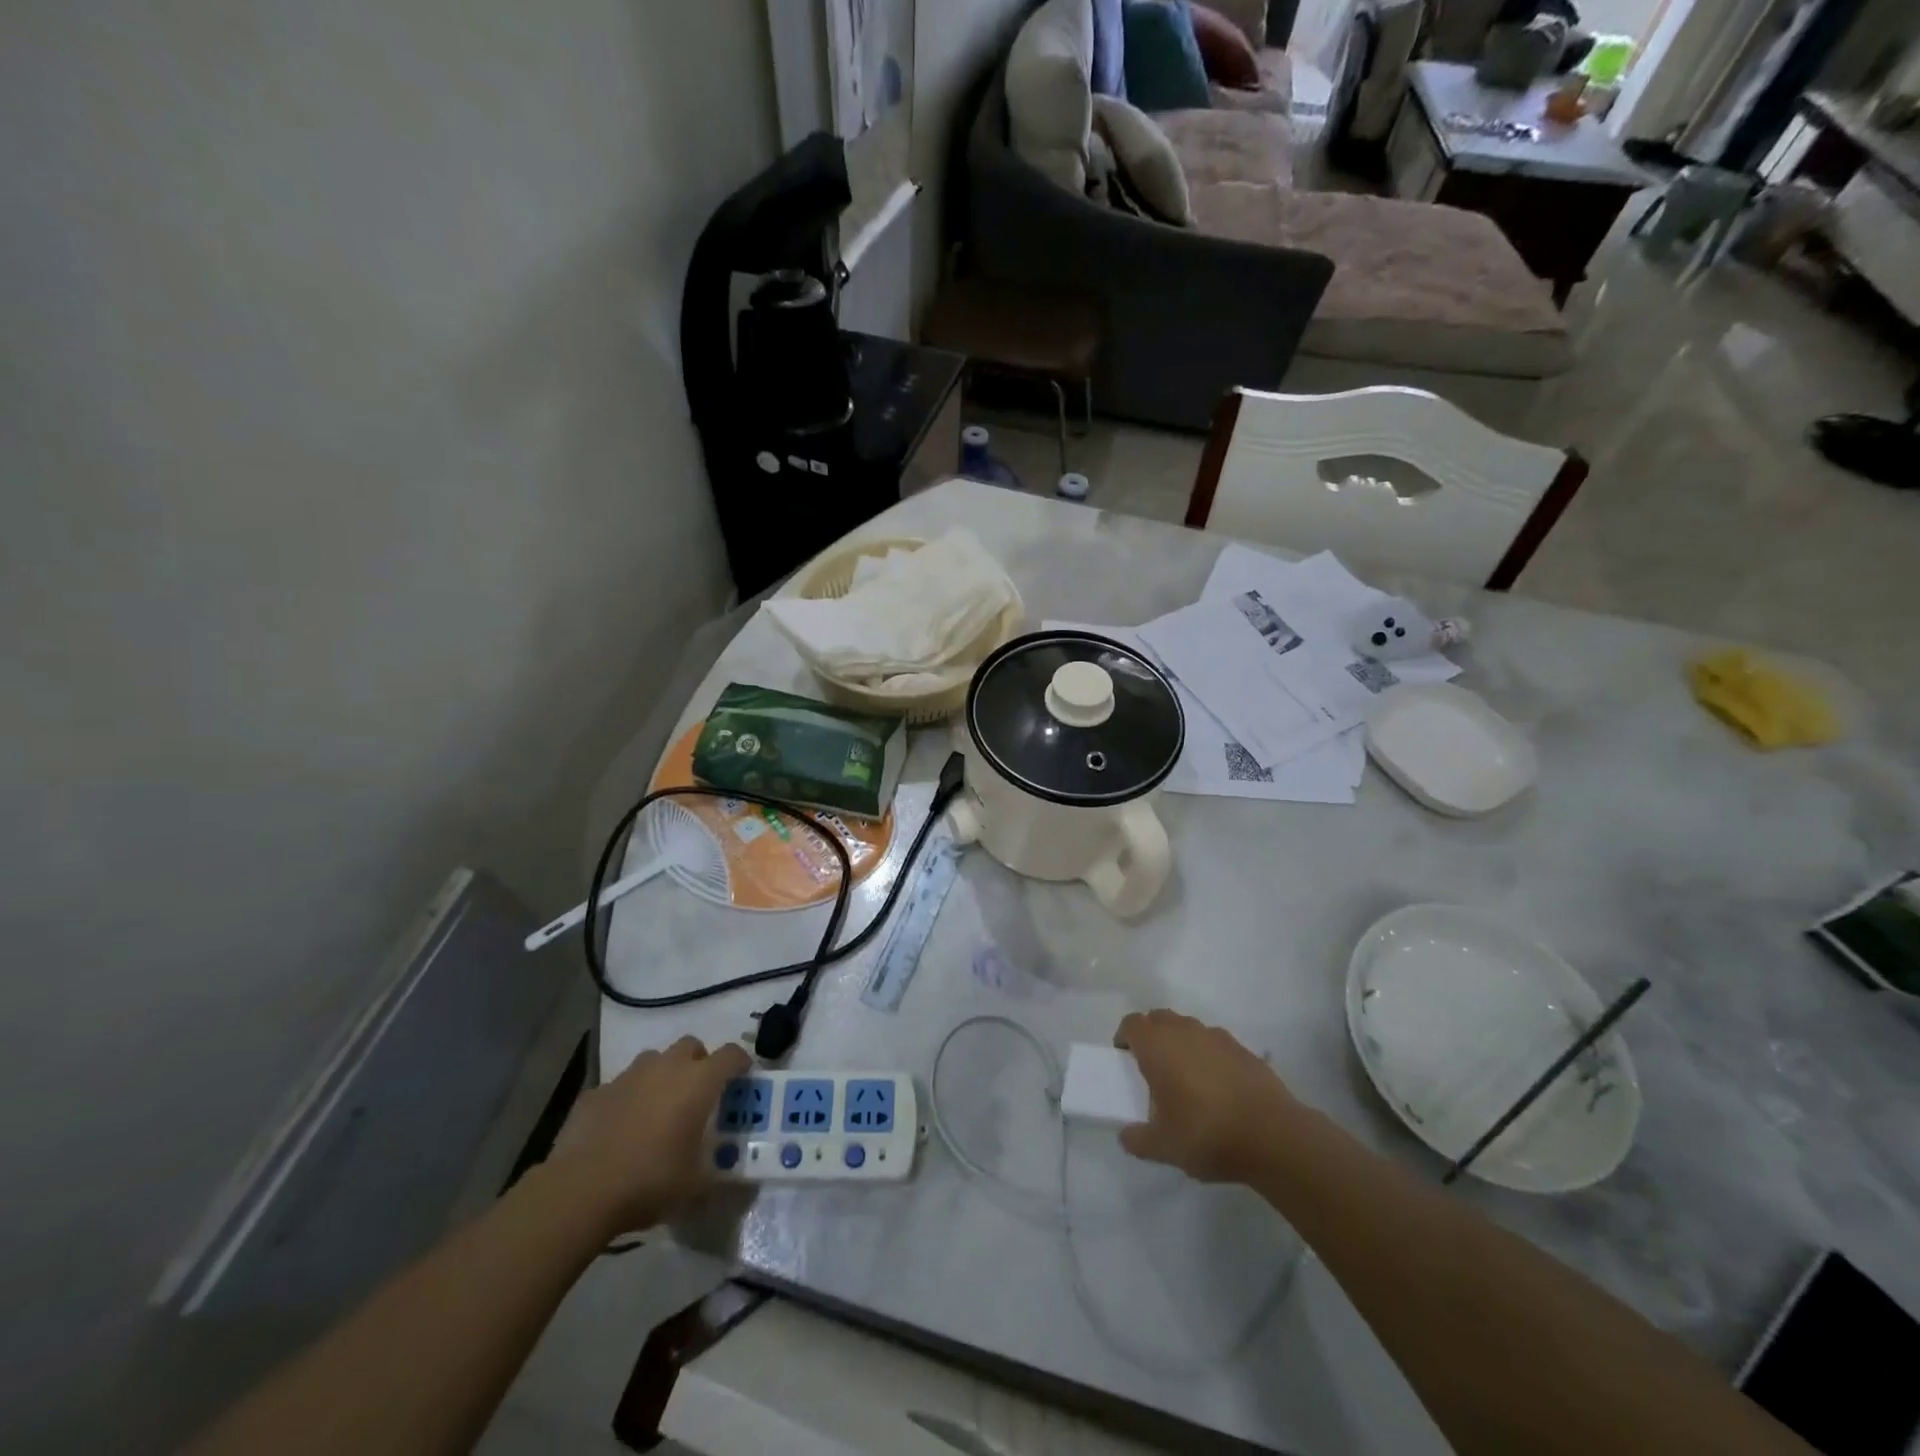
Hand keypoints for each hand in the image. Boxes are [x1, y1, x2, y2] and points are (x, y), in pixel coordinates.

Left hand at [550, 1036, 750, 1234]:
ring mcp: (628, 1076)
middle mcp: (666, 1068)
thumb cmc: (649, 1181)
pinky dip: (626, 1098)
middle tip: (697, 1093)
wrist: (580, 1191)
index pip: (731, 1054)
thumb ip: (714, 1177)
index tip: (742, 1078)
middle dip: (698, 1062)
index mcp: (698, 1082)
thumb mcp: (694, 1188)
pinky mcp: (596, 1092)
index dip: (740, 1063)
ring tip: (658, 1107)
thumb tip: (725, 1184)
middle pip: (690, 1045)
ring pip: (653, 1060)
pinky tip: (620, 1126)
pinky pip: (619, 1086)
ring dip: (661, 1075)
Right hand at [1113, 1010, 1296, 1183]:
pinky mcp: (1243, 1049)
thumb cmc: (1207, 1134)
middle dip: (1151, 1036)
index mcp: (1157, 1046)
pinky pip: (1214, 1044)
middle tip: (1151, 1068)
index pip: (1131, 1024)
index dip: (1124, 1037)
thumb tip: (1126, 1135)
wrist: (1273, 1136)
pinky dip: (1208, 1056)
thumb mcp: (1163, 1147)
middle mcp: (1184, 1031)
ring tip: (1185, 1079)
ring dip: (1180, 1043)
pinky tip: (1217, 1088)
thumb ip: (1137, 1139)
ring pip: (1188, 1028)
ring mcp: (1217, 1037)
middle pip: (1159, 1018)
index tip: (1124, 1059)